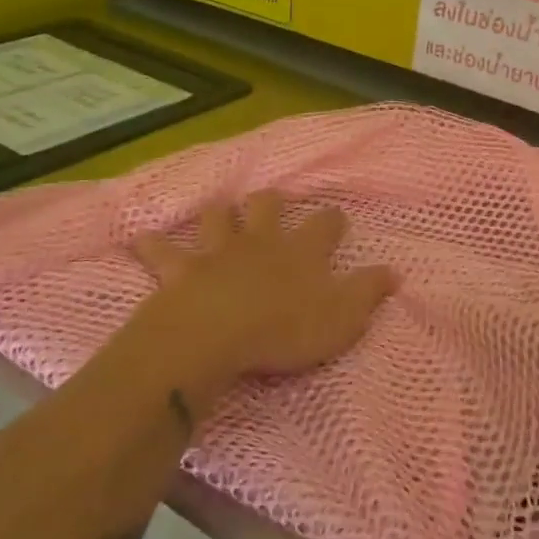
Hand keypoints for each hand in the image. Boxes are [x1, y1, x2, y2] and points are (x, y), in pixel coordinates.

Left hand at [126, 191, 396, 395]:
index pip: (325, 224)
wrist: (215, 336)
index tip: (335, 220)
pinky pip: (161, 251)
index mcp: (302, 252)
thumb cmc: (285, 330)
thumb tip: (395, 272)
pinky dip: (152, 245)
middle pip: (267, 207)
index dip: (332, 220)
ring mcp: (218, 252)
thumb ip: (369, 292)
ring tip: (219, 214)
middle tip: (272, 204)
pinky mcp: (179, 271)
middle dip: (271, 203)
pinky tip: (143, 239)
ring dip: (219, 215)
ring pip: (218, 218)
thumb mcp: (343, 317)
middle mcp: (261, 242)